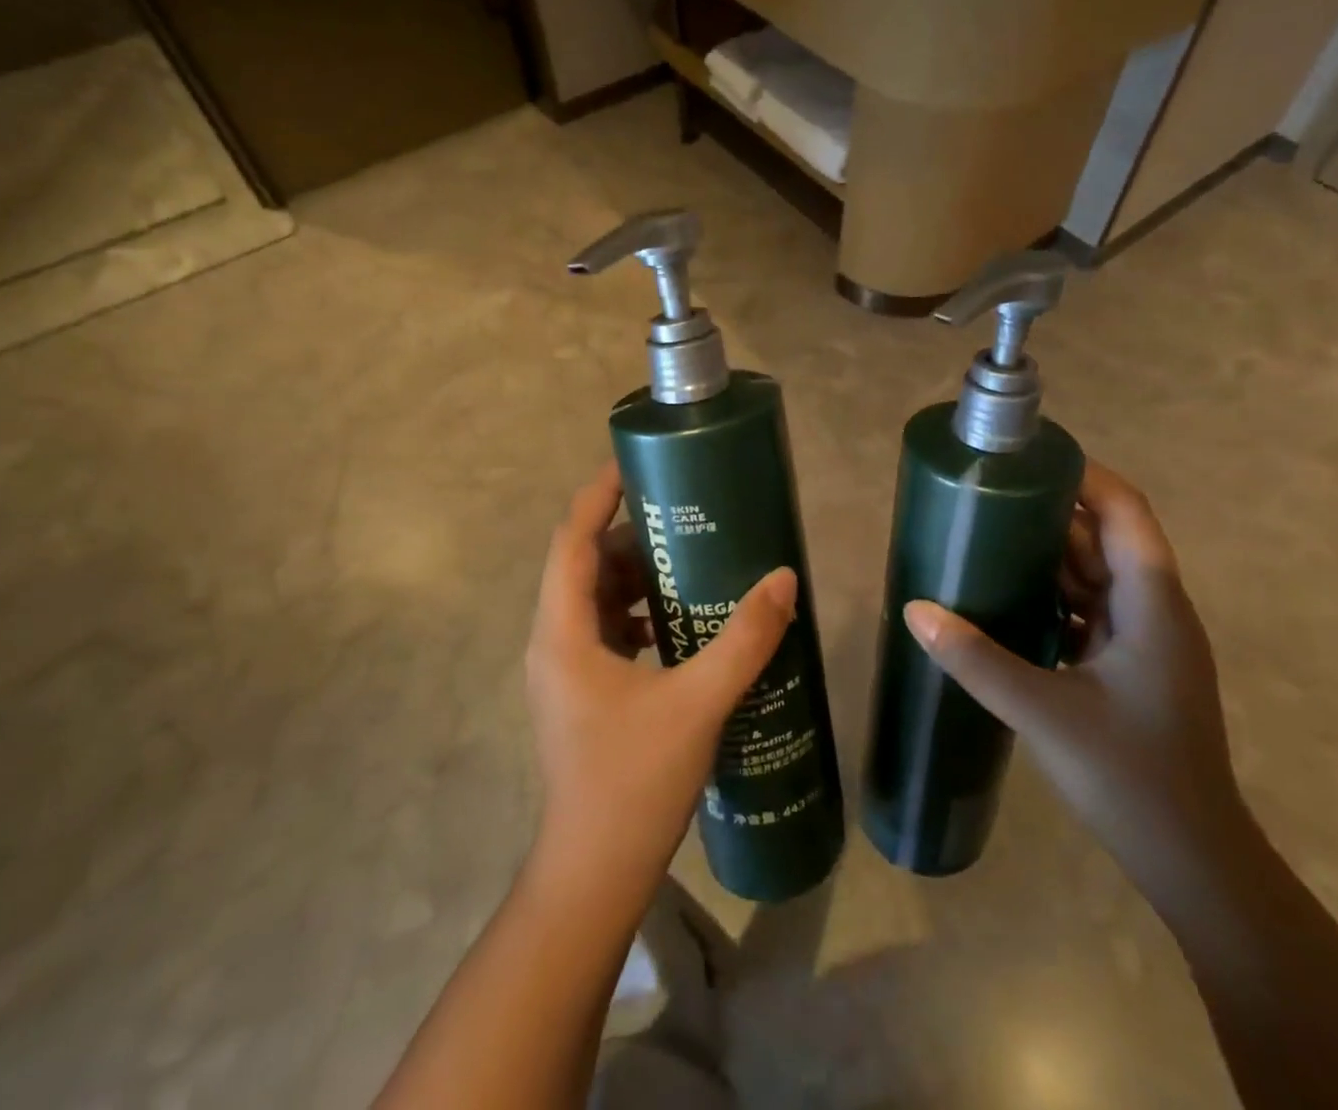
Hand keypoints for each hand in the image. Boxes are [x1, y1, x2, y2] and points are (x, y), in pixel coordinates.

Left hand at [526, 461, 797, 889]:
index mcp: (564, 633)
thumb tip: (783, 579)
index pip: (571, 542)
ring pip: (594, 600)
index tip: (631, 463)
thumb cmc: (633, 782)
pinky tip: (681, 623)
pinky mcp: (581, 694)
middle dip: (629, 535)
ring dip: (635, 576)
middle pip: (584, 566)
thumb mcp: (697, 703)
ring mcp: (564, 672)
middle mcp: (554, 643)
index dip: (596, 496)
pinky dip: (637, 614)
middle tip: (680, 514)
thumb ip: (744, 640)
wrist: (594, 874)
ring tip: (688, 560)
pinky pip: (605, 632)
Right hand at [903, 462, 1247, 892]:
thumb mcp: (1044, 712)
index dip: (1083, 475)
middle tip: (988, 494)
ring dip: (1049, 554)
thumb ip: (976, 658)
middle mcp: (1155, 609)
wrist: (1193, 863)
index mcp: (1151, 603)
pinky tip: (1007, 597)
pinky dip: (1052, 595)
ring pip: (1096, 574)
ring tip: (987, 534)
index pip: (1124, 510)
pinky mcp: (1131, 666)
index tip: (1028, 458)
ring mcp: (1145, 639)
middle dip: (1051, 510)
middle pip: (1105, 536)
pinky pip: (1089, 609)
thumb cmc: (1131, 776)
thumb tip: (914, 610)